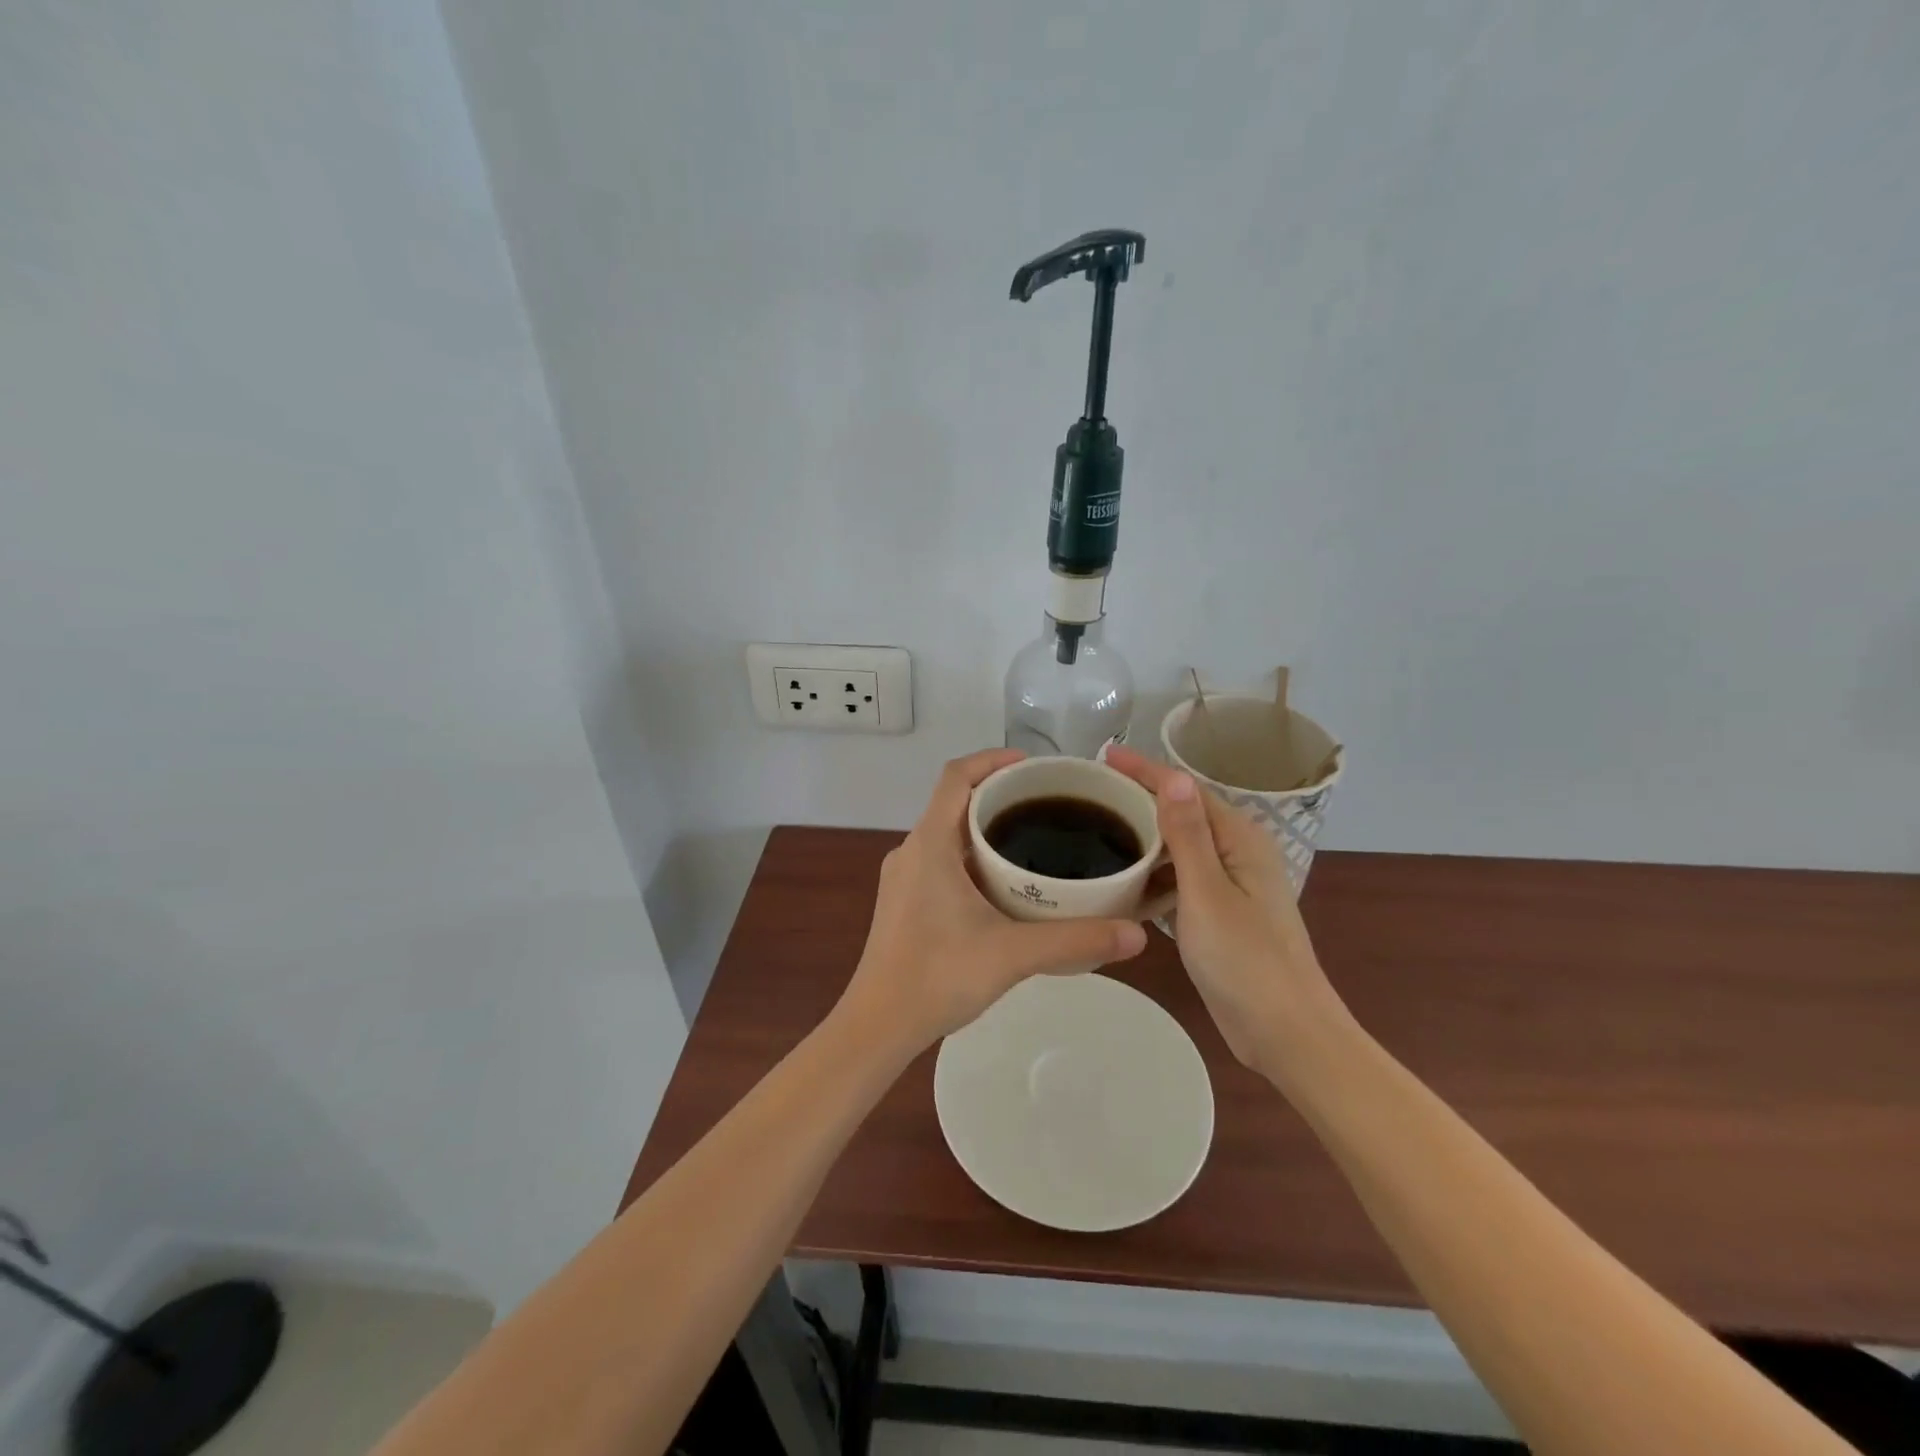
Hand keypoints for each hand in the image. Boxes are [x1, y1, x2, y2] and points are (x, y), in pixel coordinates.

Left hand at [839, 748, 1148, 1052]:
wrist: (878, 1025)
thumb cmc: (937, 977)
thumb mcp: (1012, 954)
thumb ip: (1076, 940)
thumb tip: (1137, 935)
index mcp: (930, 844)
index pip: (956, 776)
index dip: (992, 759)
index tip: (1032, 766)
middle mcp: (911, 850)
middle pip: (954, 801)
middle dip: (998, 794)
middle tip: (1047, 805)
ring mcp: (903, 877)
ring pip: (946, 833)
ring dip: (984, 827)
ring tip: (1033, 840)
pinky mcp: (904, 901)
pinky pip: (940, 859)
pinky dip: (971, 855)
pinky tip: (1003, 886)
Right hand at [1106, 744, 1344, 1071]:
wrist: (1284, 1032)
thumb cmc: (1245, 960)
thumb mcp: (1207, 893)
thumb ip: (1188, 835)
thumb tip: (1174, 777)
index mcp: (1239, 839)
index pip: (1185, 789)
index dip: (1144, 769)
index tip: (1103, 755)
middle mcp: (1237, 853)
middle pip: (1182, 813)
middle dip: (1139, 799)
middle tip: (1090, 793)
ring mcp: (1229, 885)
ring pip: (1178, 848)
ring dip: (1144, 838)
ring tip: (1097, 830)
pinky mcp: (1219, 914)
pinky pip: (1179, 880)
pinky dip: (1153, 876)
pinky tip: (1122, 882)